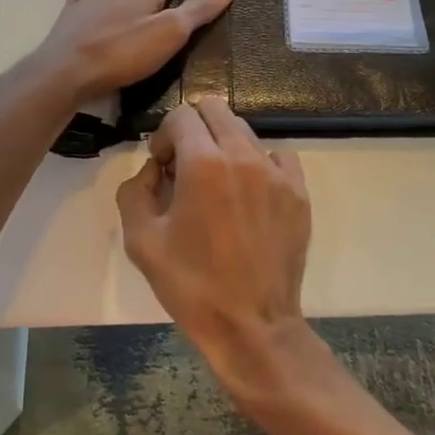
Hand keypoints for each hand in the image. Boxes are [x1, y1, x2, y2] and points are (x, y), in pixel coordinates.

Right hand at [116, 98, 316, 403]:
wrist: (252, 325)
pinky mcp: (299, 193)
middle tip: (184, 165)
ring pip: (246, 131)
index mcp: (203, 164)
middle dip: (193, 128)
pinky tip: (249, 193)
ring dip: (224, 145)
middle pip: (216, 110)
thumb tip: (153, 170)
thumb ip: (135, 191)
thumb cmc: (191, 286)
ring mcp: (277, 173)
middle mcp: (243, 156)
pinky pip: (278, 156)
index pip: (182, 115)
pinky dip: (258, 163)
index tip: (161, 165)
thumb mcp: (141, 241)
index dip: (164, 135)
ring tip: (216, 185)